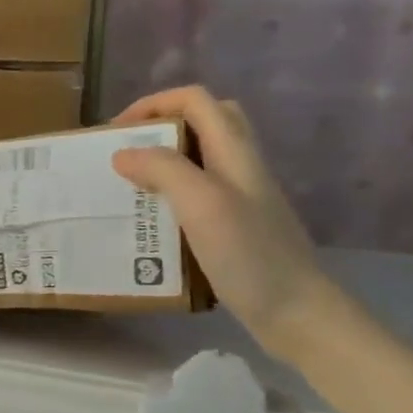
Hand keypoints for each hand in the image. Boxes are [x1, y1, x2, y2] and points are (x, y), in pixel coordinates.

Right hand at [109, 86, 344, 364]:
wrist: (297, 313)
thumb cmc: (250, 254)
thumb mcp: (202, 204)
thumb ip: (163, 170)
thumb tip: (122, 153)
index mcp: (235, 151)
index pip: (195, 100)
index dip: (153, 104)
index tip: (116, 131)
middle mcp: (240, 166)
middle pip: (203, 122)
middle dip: (160, 127)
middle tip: (126, 152)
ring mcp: (240, 197)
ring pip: (199, 159)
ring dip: (162, 163)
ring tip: (129, 187)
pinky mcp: (235, 226)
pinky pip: (197, 195)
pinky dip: (170, 197)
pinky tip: (151, 223)